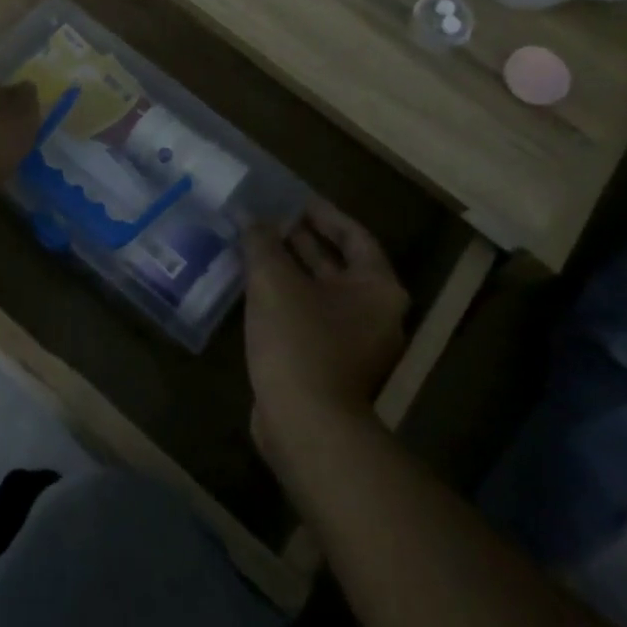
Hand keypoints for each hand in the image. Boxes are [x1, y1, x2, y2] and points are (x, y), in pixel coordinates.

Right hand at [243, 201, 407, 471]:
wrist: (305, 425)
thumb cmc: (299, 340)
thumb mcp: (274, 281)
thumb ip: (262, 242)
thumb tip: (249, 216)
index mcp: (378, 288)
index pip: (354, 235)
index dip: (324, 215)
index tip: (296, 200)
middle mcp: (376, 313)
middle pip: (340, 264)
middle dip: (304, 241)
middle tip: (271, 219)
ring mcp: (356, 344)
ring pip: (322, 293)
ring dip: (292, 269)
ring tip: (257, 246)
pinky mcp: (333, 366)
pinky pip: (312, 317)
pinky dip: (289, 298)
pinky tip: (256, 287)